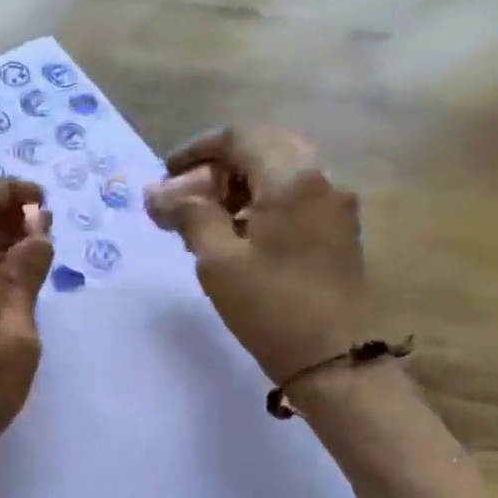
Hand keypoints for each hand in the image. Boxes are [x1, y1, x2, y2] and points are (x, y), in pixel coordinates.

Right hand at [148, 127, 368, 385]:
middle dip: (219, 167)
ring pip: (281, 174)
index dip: (197, 150)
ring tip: (206, 220)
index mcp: (292, 179)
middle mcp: (321, 180)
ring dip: (240, 186)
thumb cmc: (270, 307)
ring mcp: (335, 206)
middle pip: (264, 150)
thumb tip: (158, 193)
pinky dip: (262, 203)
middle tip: (186, 197)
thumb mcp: (218, 261)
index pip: (240, 138)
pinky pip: (295, 199)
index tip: (166, 174)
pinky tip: (239, 236)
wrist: (333, 359)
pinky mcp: (338, 232)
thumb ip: (189, 216)